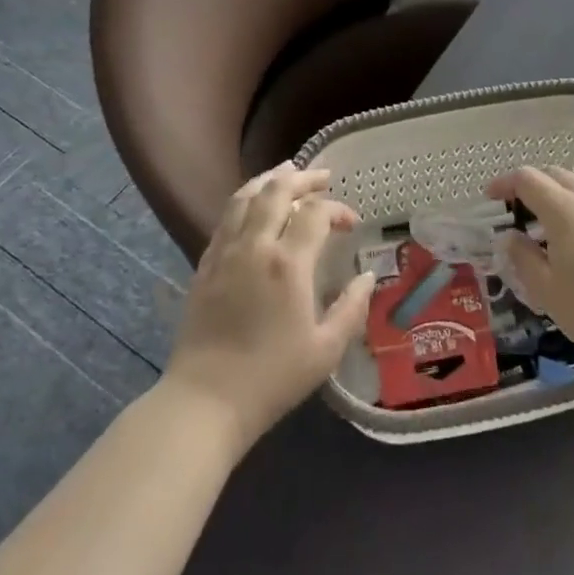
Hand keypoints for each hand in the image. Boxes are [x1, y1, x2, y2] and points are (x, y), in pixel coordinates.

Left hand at [161, 166, 374, 453]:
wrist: (205, 401)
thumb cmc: (271, 378)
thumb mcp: (325, 351)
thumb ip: (351, 309)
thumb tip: (368, 277)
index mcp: (287, 264)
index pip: (315, 213)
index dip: (337, 209)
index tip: (350, 224)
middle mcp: (255, 246)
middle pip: (277, 191)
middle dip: (304, 178)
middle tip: (323, 177)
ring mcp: (225, 252)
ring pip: (245, 196)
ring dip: (270, 179)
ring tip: (287, 173)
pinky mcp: (205, 264)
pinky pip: (226, 217)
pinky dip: (245, 200)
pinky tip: (253, 205)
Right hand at [490, 165, 573, 370]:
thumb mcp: (547, 291)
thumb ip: (524, 260)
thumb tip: (509, 237)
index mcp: (562, 209)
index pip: (527, 179)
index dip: (505, 183)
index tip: (490, 197)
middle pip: (556, 174)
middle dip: (532, 185)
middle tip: (519, 210)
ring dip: (564, 188)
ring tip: (556, 215)